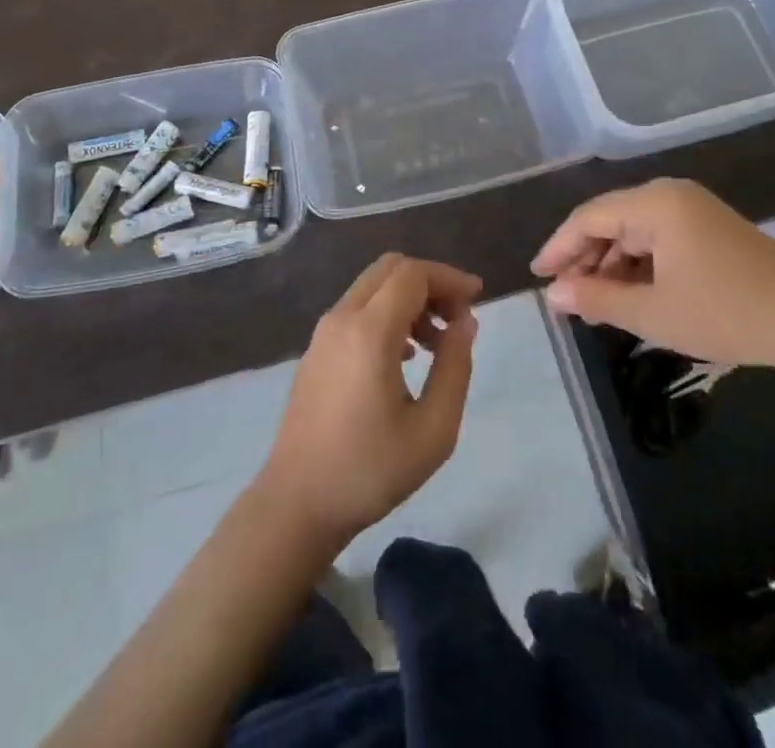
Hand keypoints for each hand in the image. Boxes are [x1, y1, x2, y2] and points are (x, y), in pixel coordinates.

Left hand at [258, 253, 481, 542]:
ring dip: (409, 299)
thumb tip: (465, 322)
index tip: (478, 297)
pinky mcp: (316, 349)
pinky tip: (405, 357)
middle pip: (391, 269)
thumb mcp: (433, 430)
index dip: (449, 277)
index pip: (413, 274)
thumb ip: (455, 368)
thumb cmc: (369, 471)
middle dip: (431, 283)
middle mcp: (342, 318)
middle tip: (457, 318)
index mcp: (369, 332)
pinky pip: (357, 309)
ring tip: (437, 344)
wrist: (296, 504)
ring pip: (373, 287)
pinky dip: (387, 313)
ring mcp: (323, 332)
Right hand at [531, 177, 774, 369]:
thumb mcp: (654, 313)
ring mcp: (695, 210)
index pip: (589, 217)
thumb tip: (553, 294)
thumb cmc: (727, 314)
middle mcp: (671, 195)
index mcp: (656, 203)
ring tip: (597, 303)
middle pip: (611, 220)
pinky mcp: (712, 229)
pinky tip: (634, 295)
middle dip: (586, 258)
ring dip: (613, 265)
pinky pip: (660, 240)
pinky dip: (641, 266)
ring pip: (635, 232)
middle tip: (566, 297)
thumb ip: (597, 298)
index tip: (538, 277)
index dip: (559, 247)